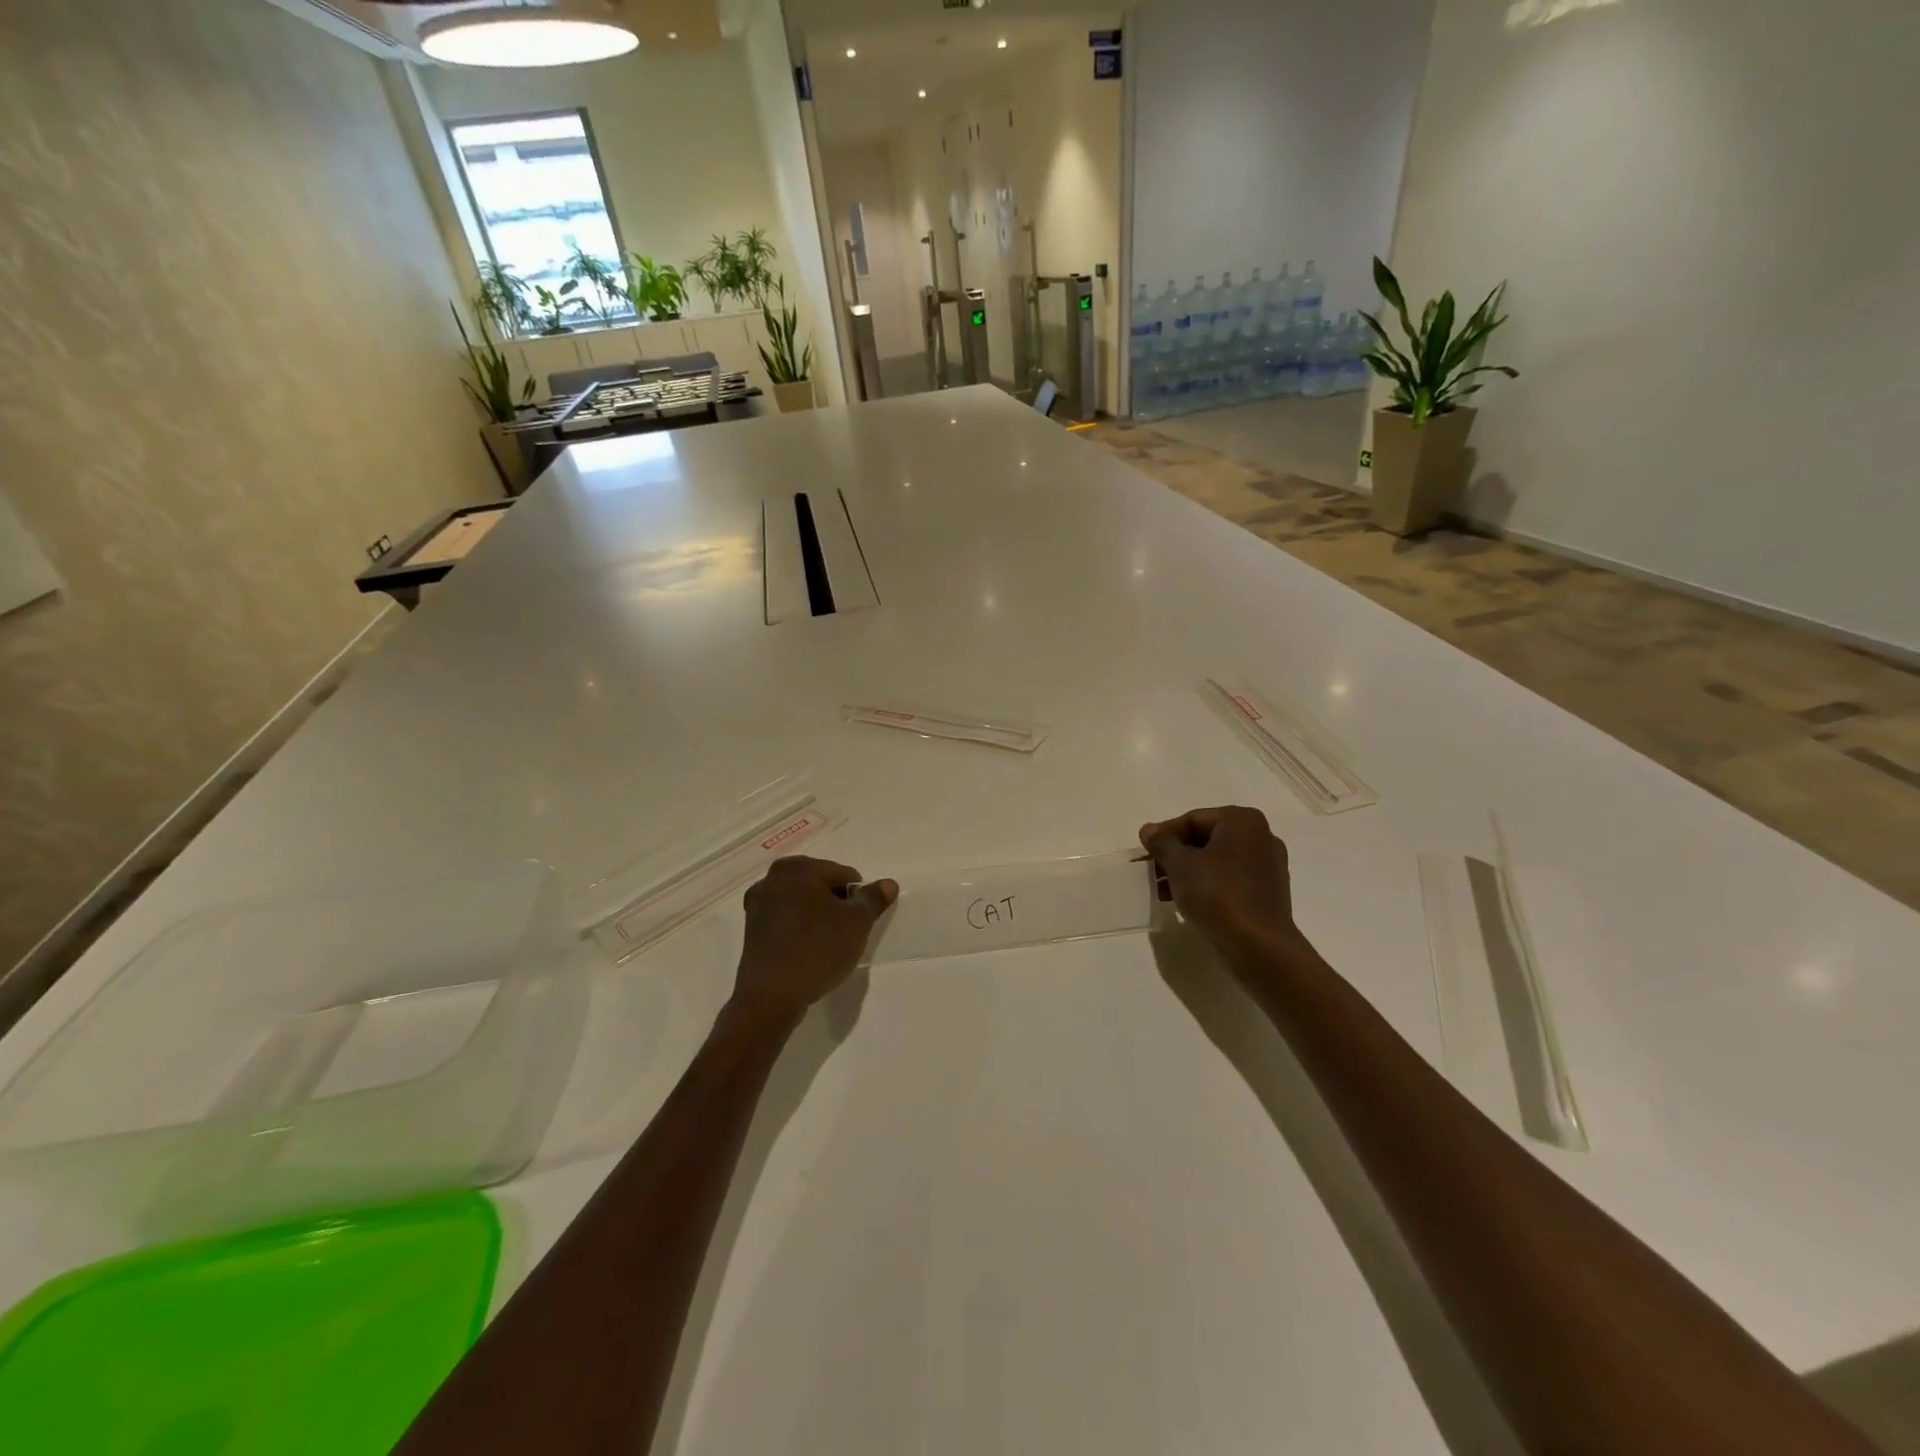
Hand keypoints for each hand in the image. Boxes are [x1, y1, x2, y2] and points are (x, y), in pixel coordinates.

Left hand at [732, 857, 897, 1025]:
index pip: (843, 874)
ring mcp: (758, 903)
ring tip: (826, 945)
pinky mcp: (751, 928)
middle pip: (820, 885)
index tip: (858, 923)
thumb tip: (889, 883)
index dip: (857, 898)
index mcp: (798, 868)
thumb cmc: (817, 949)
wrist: (771, 996)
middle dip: (836, 905)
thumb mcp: (857, 923)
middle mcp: (772, 877)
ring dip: (817, 917)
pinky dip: (799, 929)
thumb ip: (874, 899)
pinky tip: (807, 951)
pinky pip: (786, 920)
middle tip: (844, 934)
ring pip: (802, 903)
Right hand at [1140, 806, 1308, 967]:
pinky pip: (1230, 880)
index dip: (1163, 834)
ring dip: (1187, 872)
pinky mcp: (1267, 893)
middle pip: (1205, 839)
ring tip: (1162, 890)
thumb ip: (1162, 842)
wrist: (1258, 945)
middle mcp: (1260, 837)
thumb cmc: (1217, 894)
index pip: (1193, 819)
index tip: (1144, 852)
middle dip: (1175, 855)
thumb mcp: (1180, 864)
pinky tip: (1185, 901)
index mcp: (1242, 821)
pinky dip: (1207, 885)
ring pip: (1216, 861)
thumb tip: (1149, 830)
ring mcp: (1267, 866)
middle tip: (1151, 871)